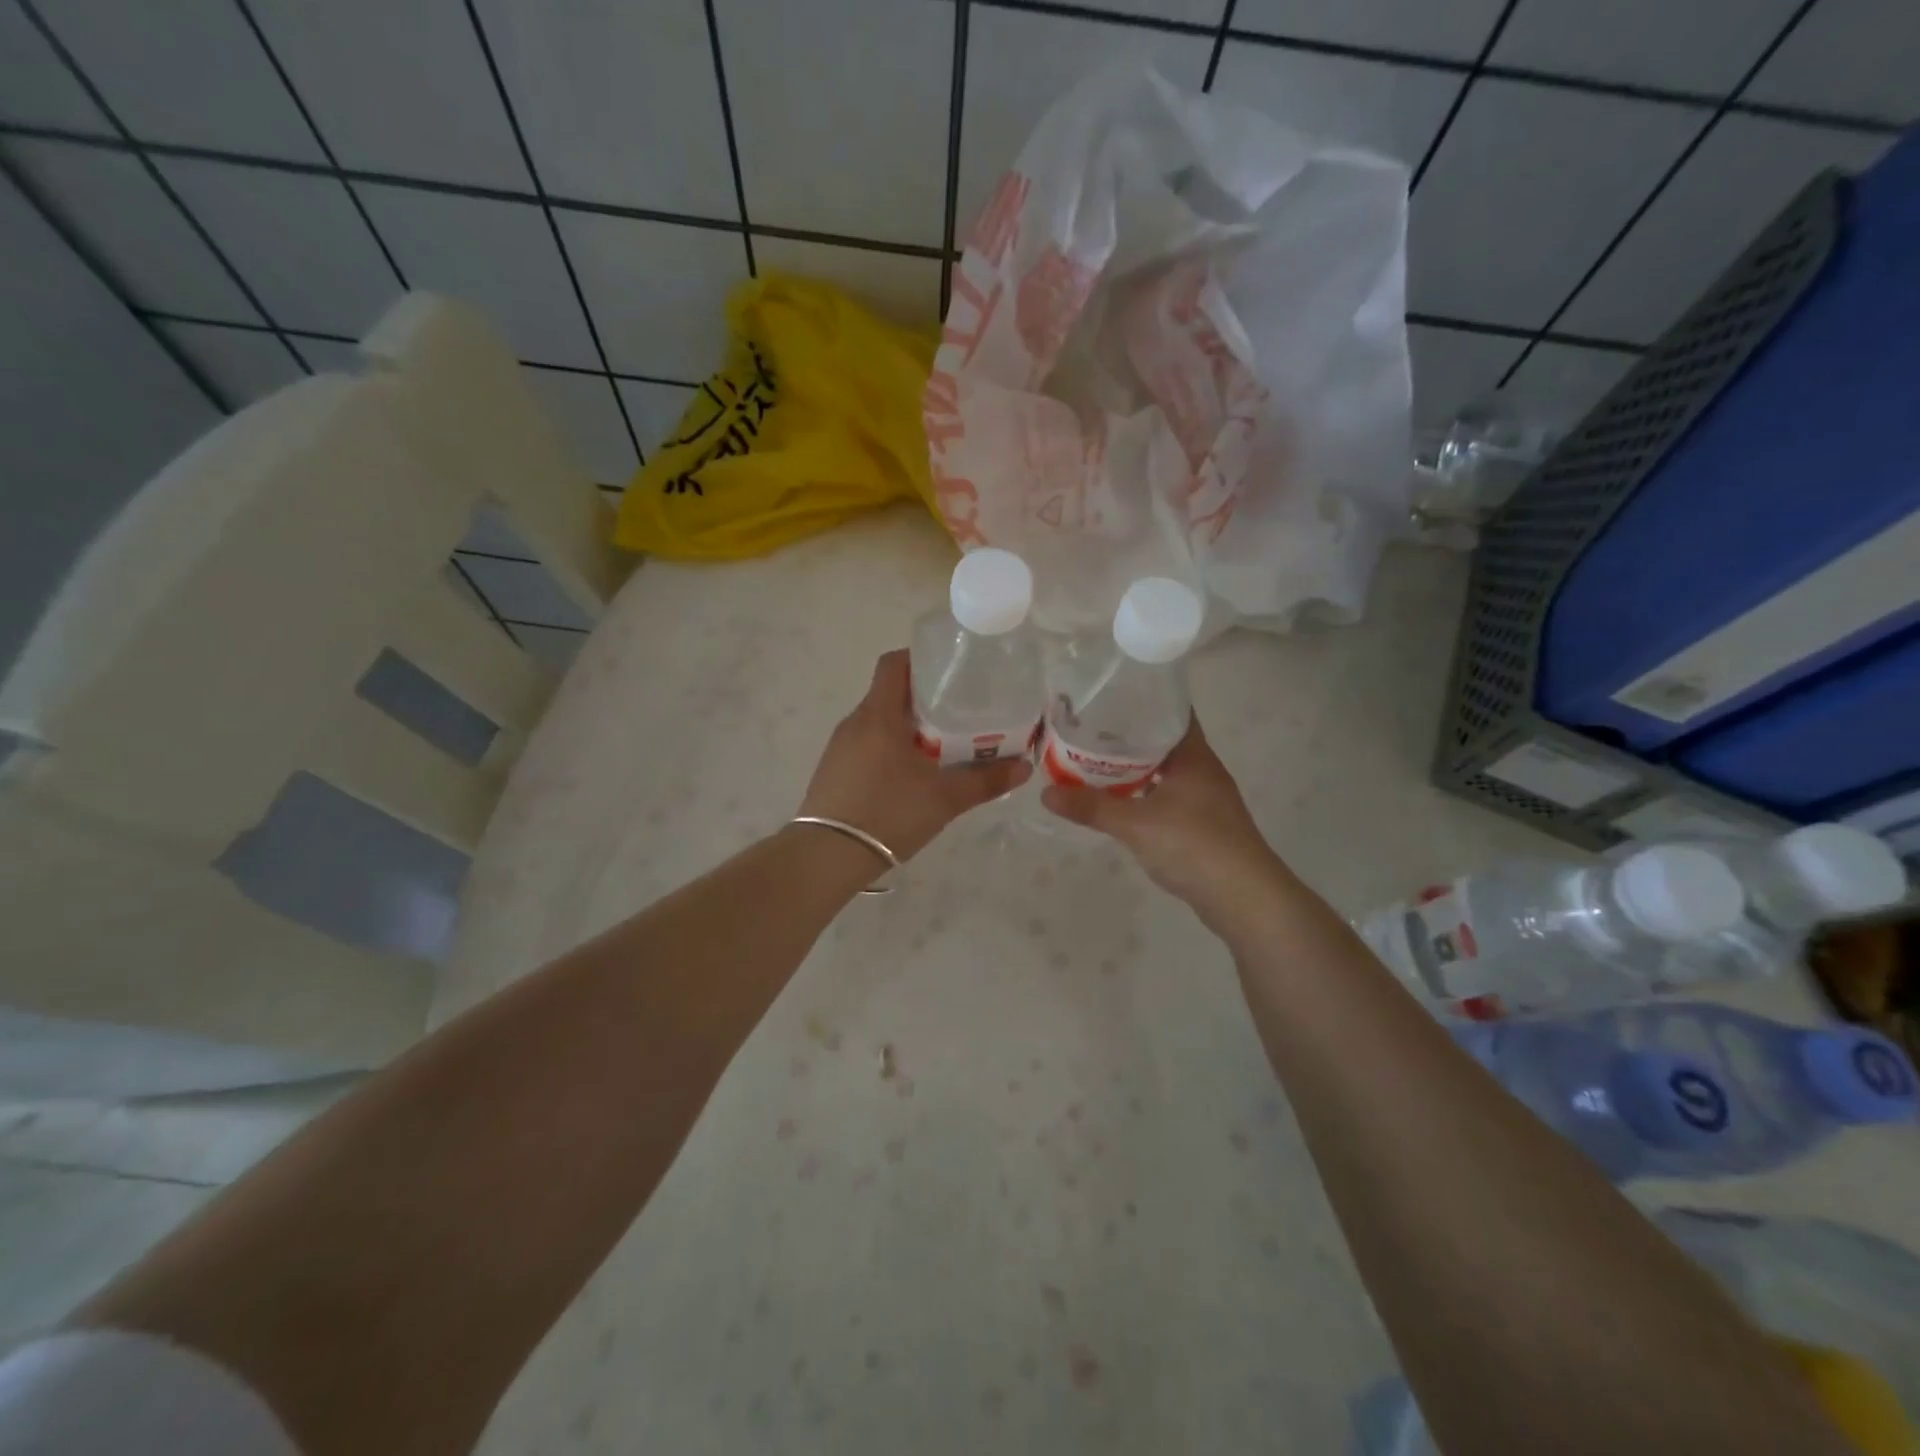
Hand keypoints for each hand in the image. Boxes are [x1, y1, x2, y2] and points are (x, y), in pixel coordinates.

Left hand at [799, 650, 1030, 863]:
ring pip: (878, 721)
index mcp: (879, 714)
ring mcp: (839, 747)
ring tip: (940, 743)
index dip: (921, 659)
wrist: (828, 855)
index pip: (894, 663)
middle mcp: (854, 722)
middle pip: (889, 693)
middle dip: (923, 697)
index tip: (950, 671)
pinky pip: (865, 745)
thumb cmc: (889, 813)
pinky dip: (888, 747)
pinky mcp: (833, 770)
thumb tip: (1025, 767)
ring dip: (906, 725)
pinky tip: (909, 774)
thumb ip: (986, 780)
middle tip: (958, 710)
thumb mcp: (945, 798)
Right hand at [1042, 716, 1285, 925]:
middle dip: (1129, 735)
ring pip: (1165, 771)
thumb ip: (1091, 807)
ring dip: (1135, 767)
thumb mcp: (1136, 824)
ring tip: (1095, 761)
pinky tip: (1120, 800)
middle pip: (1164, 741)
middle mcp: (1203, 770)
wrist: (1245, 899)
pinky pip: (1167, 796)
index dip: (1143, 700)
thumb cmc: (1195, 846)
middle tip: (1088, 727)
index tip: (1109, 695)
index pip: (1172, 711)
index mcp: (1194, 756)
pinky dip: (1144, 793)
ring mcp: (1205, 799)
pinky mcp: (1203, 825)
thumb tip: (1045, 792)